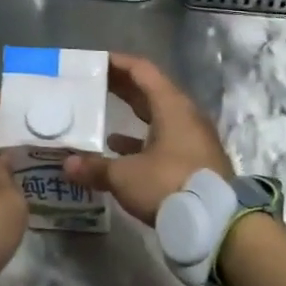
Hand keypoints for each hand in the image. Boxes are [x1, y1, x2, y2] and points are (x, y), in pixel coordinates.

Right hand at [63, 53, 231, 225]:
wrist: (217, 223)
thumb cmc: (169, 185)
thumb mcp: (126, 176)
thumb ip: (96, 168)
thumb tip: (67, 164)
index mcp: (172, 106)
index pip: (142, 71)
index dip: (118, 63)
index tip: (95, 62)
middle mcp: (185, 116)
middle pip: (151, 92)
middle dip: (122, 87)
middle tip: (93, 84)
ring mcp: (193, 139)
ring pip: (158, 117)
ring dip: (132, 115)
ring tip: (100, 116)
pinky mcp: (195, 161)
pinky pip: (164, 140)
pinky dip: (141, 141)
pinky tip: (119, 150)